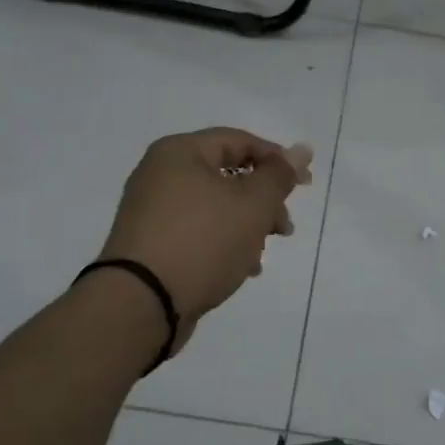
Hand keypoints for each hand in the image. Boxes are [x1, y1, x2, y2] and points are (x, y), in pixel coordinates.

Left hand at [98, 128, 311, 351]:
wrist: (141, 303)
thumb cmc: (202, 241)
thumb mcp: (252, 205)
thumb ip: (279, 176)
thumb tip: (301, 149)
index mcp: (180, 152)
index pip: (239, 141)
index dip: (277, 160)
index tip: (304, 186)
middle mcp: (160, 174)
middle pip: (227, 175)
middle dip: (263, 201)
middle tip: (284, 228)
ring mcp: (151, 210)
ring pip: (214, 207)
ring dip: (246, 226)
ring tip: (260, 255)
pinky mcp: (149, 243)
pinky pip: (196, 231)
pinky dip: (221, 243)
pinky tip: (240, 268)